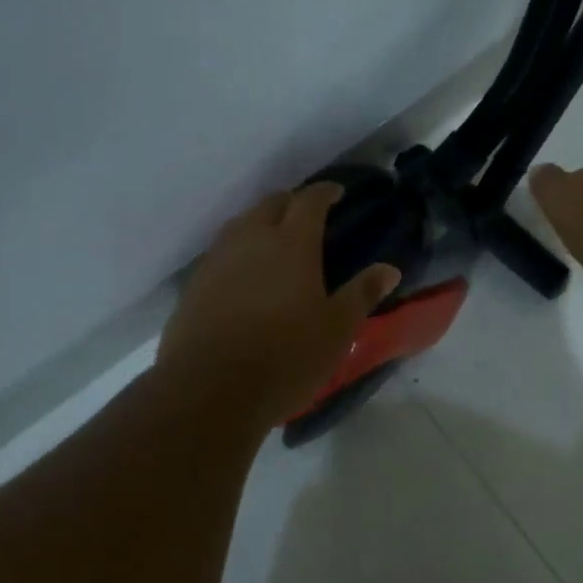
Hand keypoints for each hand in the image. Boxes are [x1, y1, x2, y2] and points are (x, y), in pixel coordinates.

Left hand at [158, 182, 400, 424]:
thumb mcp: (336, 329)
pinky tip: (245, 274)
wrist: (210, 390)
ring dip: (261, 222)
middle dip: (291, 203)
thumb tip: (389, 269)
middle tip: (308, 217)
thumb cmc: (286, 357)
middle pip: (271, 204)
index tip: (337, 193)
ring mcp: (217, 260)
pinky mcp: (194, 285)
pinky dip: (238, 250)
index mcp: (292, 243)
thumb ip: (362, 293)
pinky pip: (220, 252)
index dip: (325, 192)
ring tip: (275, 240)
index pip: (309, 200)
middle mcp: (251, 240)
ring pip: (240, 224)